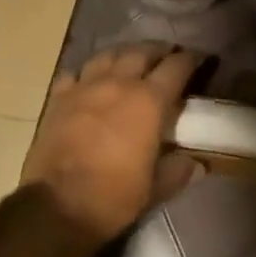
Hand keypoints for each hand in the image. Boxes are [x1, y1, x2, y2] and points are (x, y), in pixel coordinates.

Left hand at [22, 42, 205, 242]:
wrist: (57, 205)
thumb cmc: (113, 196)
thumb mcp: (155, 189)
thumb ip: (177, 171)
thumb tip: (197, 164)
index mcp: (148, 102)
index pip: (176, 68)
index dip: (190, 60)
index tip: (198, 59)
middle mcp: (118, 83)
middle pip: (141, 52)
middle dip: (158, 51)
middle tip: (166, 55)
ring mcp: (85, 87)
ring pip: (108, 55)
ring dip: (123, 54)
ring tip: (130, 60)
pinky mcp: (59, 98)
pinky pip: (75, 73)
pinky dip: (86, 73)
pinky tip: (89, 81)